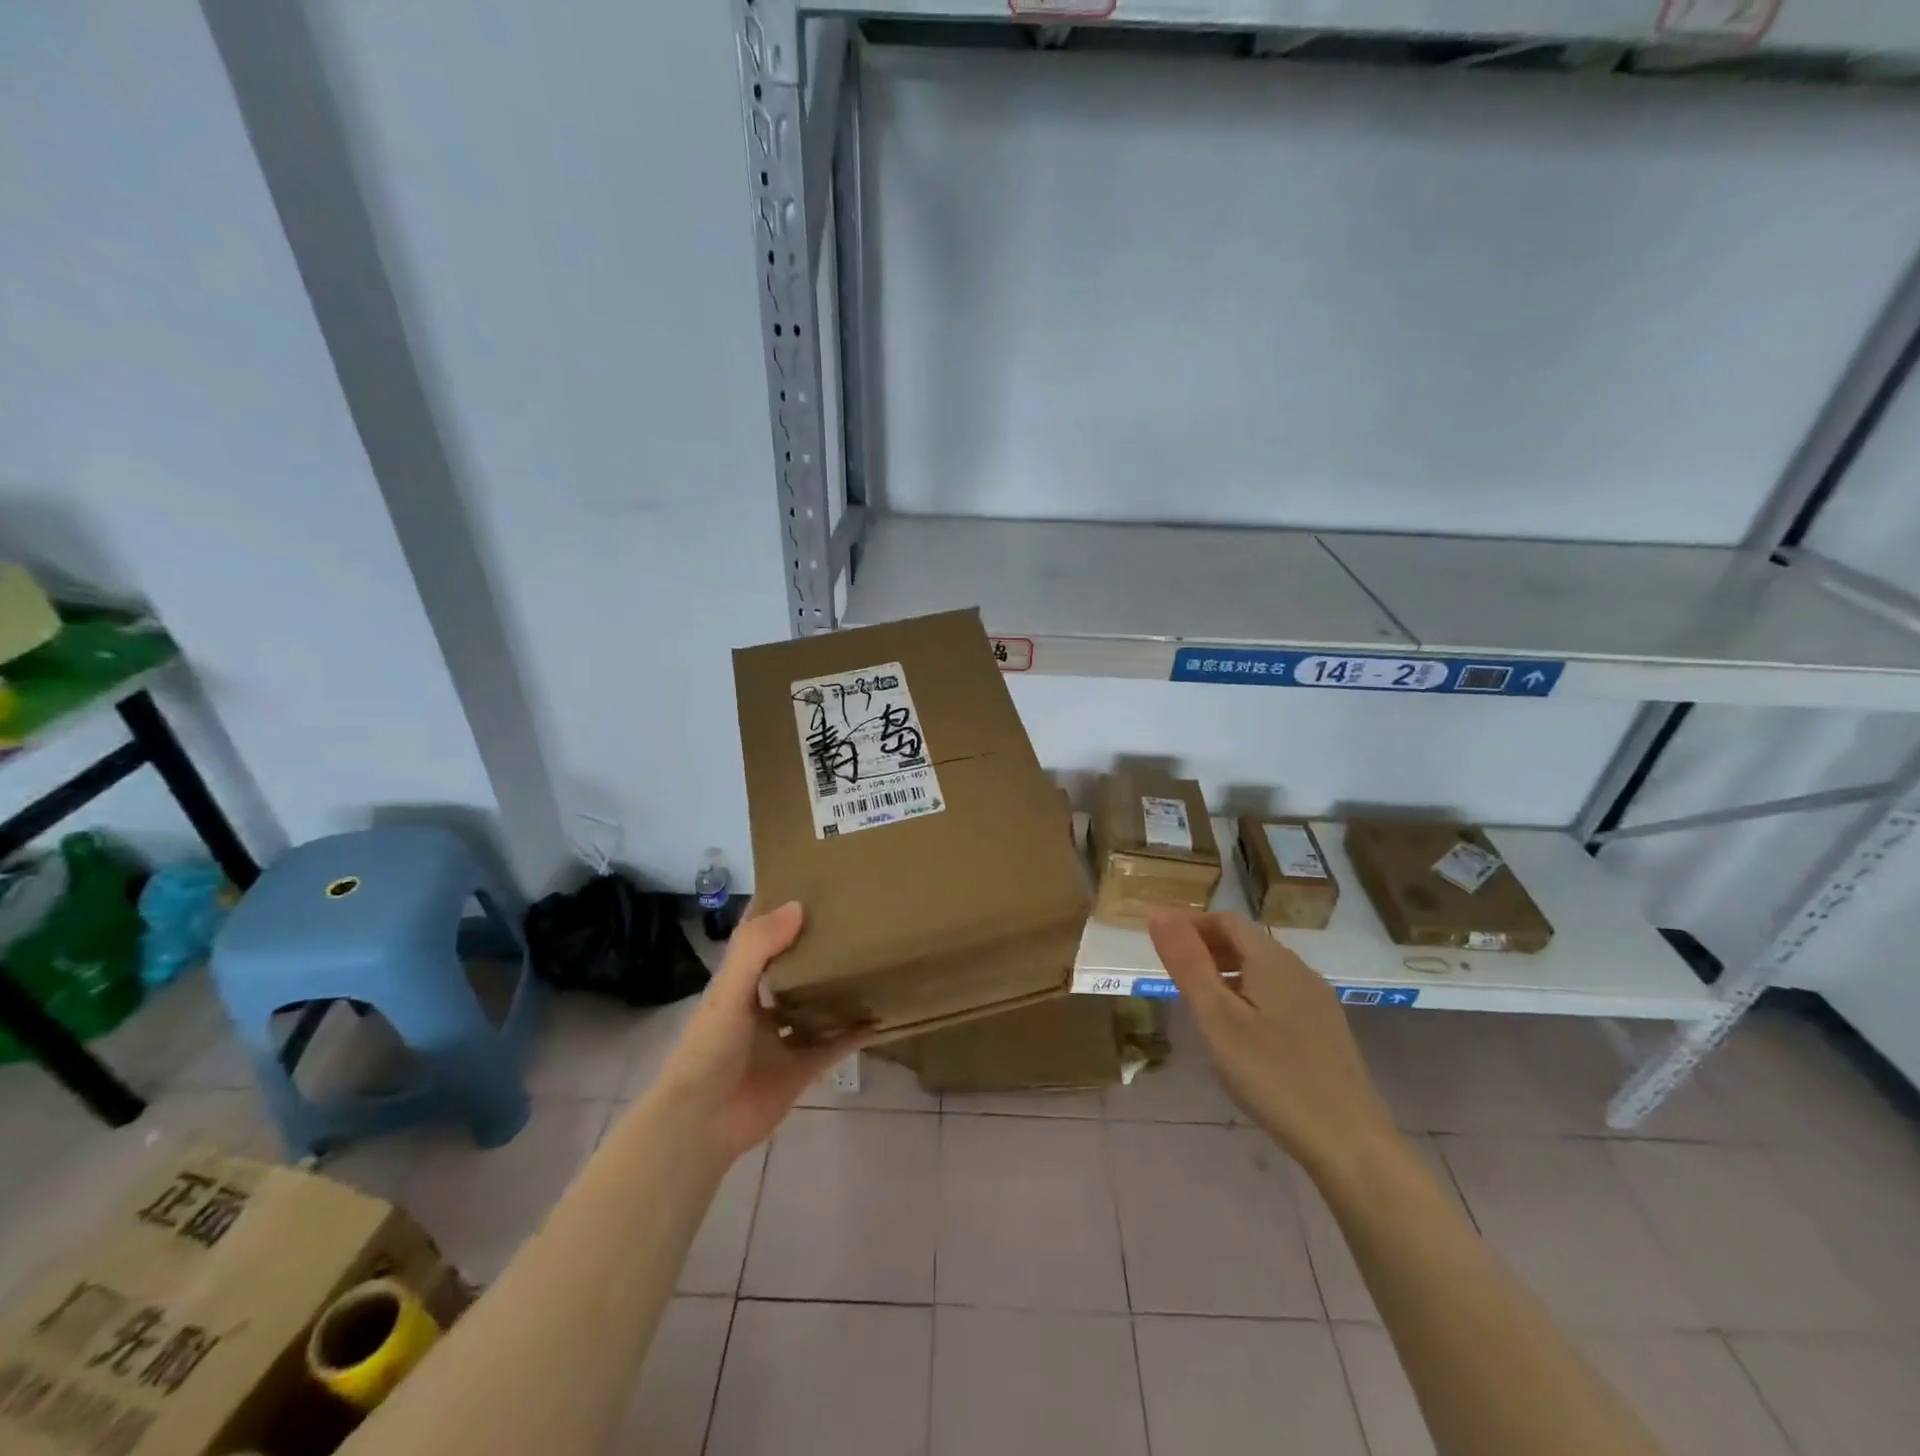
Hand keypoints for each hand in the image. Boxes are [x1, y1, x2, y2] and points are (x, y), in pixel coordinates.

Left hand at [651, 901, 866, 1163]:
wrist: (702, 1124)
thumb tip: (799, 906)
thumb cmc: (709, 1049)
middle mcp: (763, 1005)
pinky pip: (834, 1045)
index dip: (779, 911)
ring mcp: (783, 1038)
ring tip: (873, 958)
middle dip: (817, 946)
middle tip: (855, 917)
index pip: (760, 937)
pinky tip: (880, 1015)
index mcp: (740, 983)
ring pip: (817, 1005)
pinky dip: (855, 1033)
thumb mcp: (728, 991)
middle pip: (794, 968)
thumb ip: (757, 948)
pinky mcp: (801, 1068)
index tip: (811, 882)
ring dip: (838, 988)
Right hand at [1148, 910, 1395, 1176]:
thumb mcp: (1216, 1018)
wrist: (1350, 1143)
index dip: (1189, 924)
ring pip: (1262, 969)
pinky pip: (1278, 994)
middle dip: (1206, 947)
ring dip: (1226, 972)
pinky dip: (1248, 995)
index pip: (1225, 920)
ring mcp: (1318, 1000)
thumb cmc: (1272, 1075)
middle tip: (1172, 974)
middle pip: (1246, 942)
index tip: (1159, 943)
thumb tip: (1157, 911)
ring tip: (1199, 1002)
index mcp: (1272, 960)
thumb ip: (1187, 963)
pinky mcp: (1326, 1030)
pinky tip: (1240, 1032)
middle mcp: (1299, 969)